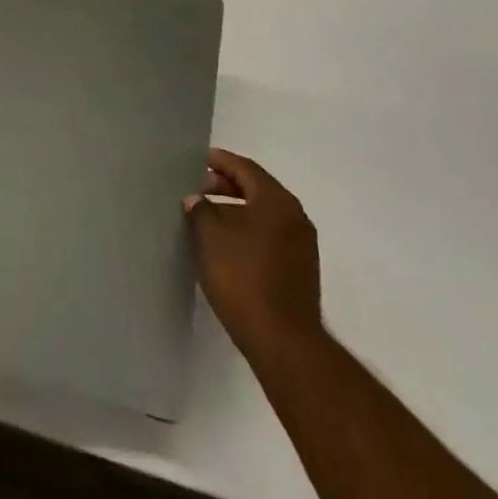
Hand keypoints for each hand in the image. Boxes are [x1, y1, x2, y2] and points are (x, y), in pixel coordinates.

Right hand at [186, 149, 322, 363]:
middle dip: (225, 186)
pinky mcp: (298, 268)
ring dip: (235, 209)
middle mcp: (295, 217)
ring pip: (263, 213)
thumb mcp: (210, 236)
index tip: (196, 160)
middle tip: (196, 188)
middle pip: (256, 188)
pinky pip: (269, 234)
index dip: (219, 161)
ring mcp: (301, 244)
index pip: (245, 168)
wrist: (282, 338)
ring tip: (205, 216)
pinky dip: (246, 229)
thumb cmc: (243, 277)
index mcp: (277, 201)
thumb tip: (197, 199)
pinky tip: (224, 242)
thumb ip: (200, 210)